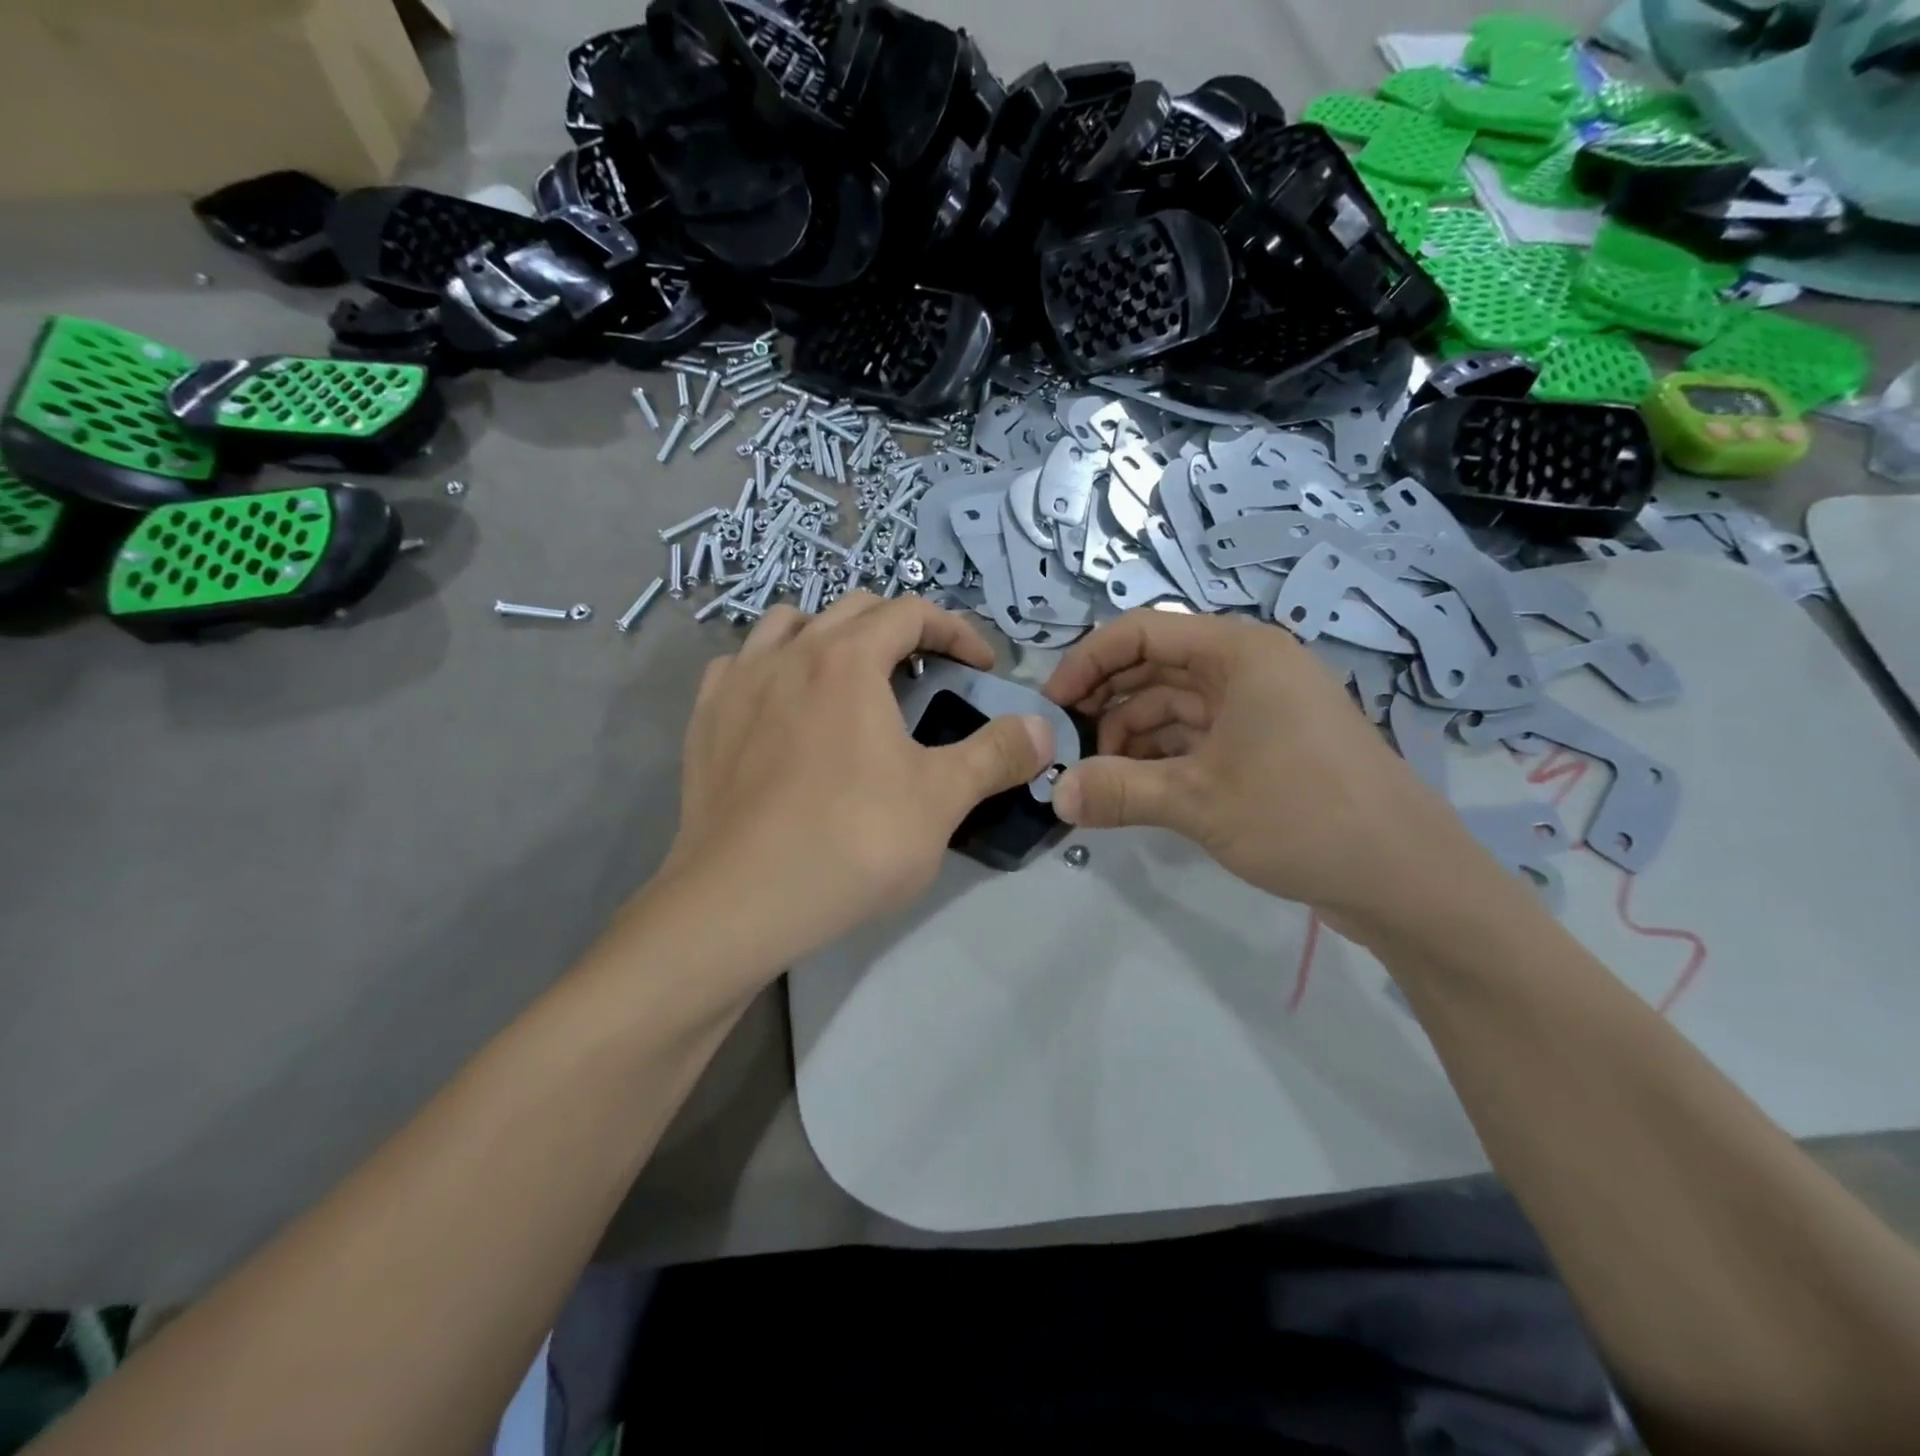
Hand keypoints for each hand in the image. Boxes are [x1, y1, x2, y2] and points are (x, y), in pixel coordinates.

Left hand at [661, 593, 1053, 972]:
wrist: (741, 901)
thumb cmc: (852, 842)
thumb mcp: (941, 799)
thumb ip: (996, 755)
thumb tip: (1042, 729)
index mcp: (848, 660)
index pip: (911, 613)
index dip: (956, 631)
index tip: (980, 667)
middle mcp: (789, 653)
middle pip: (853, 610)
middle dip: (899, 629)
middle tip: (925, 672)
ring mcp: (737, 683)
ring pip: (787, 624)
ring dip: (829, 635)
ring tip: (849, 678)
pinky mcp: (704, 720)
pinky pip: (739, 665)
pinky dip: (771, 667)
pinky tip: (781, 706)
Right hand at [1043, 611, 1497, 937]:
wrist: (1408, 879)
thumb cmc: (1303, 816)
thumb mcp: (1198, 802)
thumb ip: (1117, 791)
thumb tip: (1054, 795)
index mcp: (1238, 652)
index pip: (1142, 631)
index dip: (1088, 661)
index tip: (1052, 705)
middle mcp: (1250, 667)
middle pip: (1156, 667)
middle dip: (1107, 704)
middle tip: (1066, 747)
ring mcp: (1262, 708)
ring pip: (1175, 706)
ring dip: (1131, 737)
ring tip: (1097, 780)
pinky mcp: (1268, 746)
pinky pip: (1199, 737)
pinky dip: (1162, 759)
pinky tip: (1134, 790)